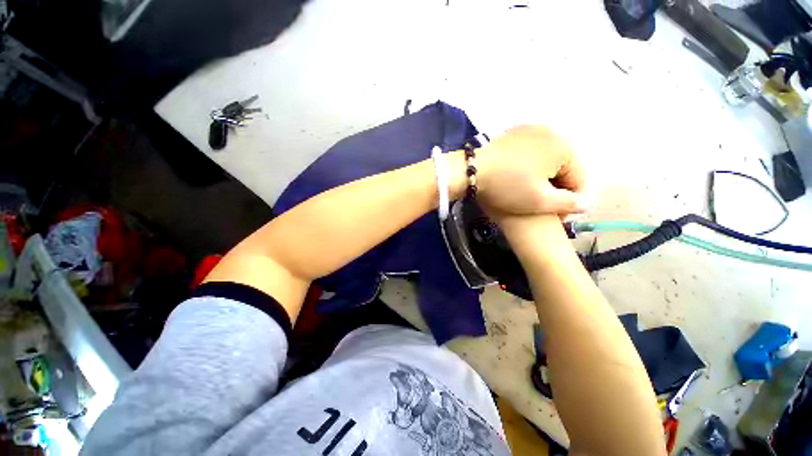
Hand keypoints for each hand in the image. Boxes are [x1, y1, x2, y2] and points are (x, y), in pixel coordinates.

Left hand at [476, 126, 587, 217]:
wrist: (473, 171)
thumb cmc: (507, 186)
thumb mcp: (539, 201)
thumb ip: (568, 204)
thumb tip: (586, 203)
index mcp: (565, 147)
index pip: (579, 179)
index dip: (570, 202)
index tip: (557, 216)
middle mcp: (553, 132)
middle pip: (564, 167)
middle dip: (556, 188)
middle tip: (542, 205)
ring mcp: (532, 129)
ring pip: (548, 159)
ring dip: (544, 177)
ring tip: (530, 192)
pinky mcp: (515, 132)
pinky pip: (532, 151)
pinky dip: (531, 165)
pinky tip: (519, 176)